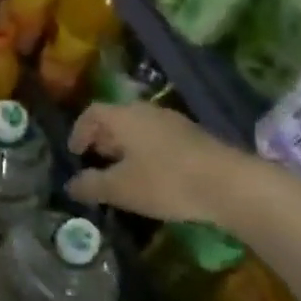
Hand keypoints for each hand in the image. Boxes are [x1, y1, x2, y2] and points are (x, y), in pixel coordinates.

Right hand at [65, 103, 268, 227]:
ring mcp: (175, 122)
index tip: (74, 153)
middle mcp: (147, 112)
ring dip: (127, 147)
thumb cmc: (165, 181)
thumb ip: (91, 185)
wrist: (230, 185)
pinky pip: (160, 139)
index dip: (78, 131)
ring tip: (123, 172)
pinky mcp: (196, 137)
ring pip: (140, 129)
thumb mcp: (121, 188)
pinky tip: (154, 177)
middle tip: (96, 161)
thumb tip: (70, 185)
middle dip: (102, 139)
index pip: (92, 113)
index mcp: (124, 117)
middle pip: (116, 119)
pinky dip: (148, 153)